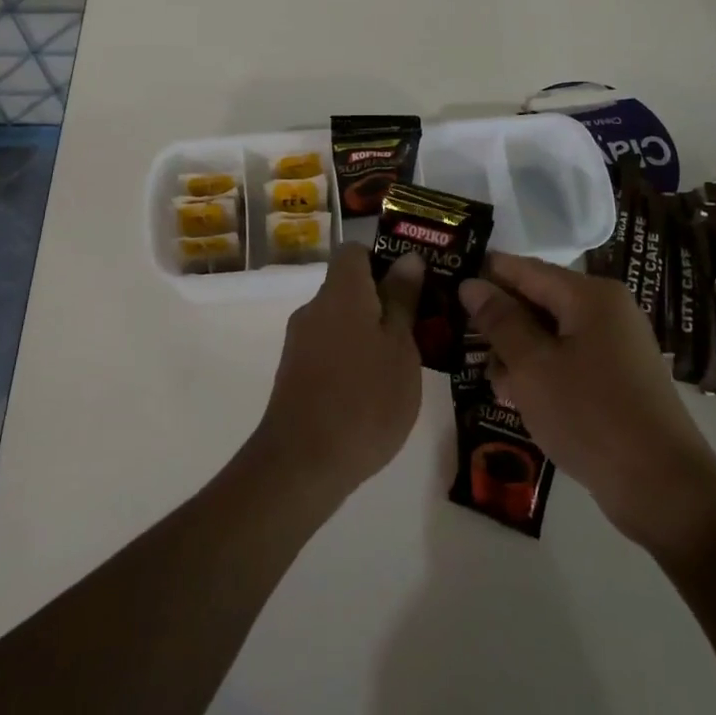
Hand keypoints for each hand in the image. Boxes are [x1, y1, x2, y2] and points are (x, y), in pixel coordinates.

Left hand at [253, 244, 424, 501]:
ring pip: (341, 320)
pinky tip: (374, 388)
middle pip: (349, 286)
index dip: (384, 260)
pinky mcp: (294, 373)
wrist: (303, 463)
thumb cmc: (365, 398)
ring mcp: (300, 342)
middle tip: (421, 327)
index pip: (355, 251)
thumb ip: (402, 300)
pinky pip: (329, 347)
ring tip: (404, 363)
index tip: (413, 285)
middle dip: (383, 301)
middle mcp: (314, 308)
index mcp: (341, 292)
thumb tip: (408, 258)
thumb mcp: (400, 347)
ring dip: (369, 332)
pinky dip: (352, 356)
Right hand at [458, 252, 715, 548]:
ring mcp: (614, 345)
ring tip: (492, 383)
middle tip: (460, 343)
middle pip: (537, 300)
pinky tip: (518, 399)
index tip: (446, 288)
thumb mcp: (532, 366)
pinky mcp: (616, 378)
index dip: (484, 276)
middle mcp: (605, 310)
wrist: (663, 488)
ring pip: (549, 334)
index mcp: (589, 295)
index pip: (524, 269)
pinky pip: (567, 360)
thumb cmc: (590, 415)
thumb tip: (471, 283)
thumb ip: (499, 321)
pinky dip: (541, 373)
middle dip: (500, 322)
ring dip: (517, 354)